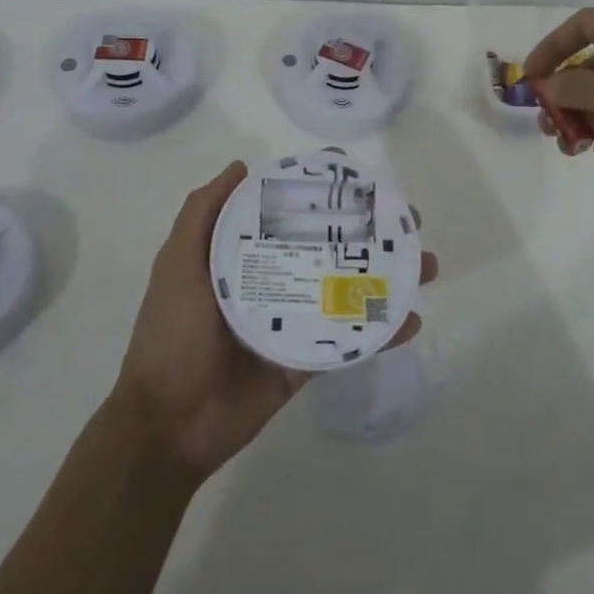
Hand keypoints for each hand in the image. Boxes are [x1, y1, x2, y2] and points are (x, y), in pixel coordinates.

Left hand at [112, 160, 438, 480]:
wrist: (168, 426)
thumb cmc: (171, 336)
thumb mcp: (177, 266)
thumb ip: (201, 215)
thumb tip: (241, 167)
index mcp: (245, 256)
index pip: (290, 213)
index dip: (324, 193)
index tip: (359, 175)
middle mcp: (275, 280)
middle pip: (330, 246)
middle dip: (371, 231)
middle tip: (409, 220)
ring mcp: (295, 321)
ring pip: (348, 289)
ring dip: (388, 275)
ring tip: (425, 263)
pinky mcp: (307, 360)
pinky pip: (350, 340)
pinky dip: (382, 330)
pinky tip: (411, 317)